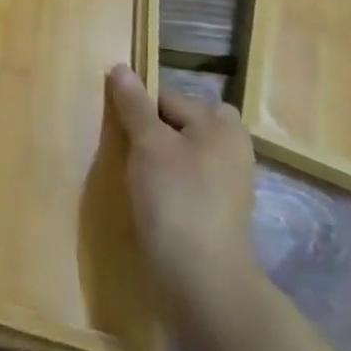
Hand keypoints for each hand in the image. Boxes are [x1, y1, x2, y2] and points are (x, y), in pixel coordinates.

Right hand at [108, 65, 263, 323]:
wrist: (203, 282)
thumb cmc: (176, 199)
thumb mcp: (148, 143)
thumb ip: (134, 105)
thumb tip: (121, 67)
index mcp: (221, 124)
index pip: (167, 97)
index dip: (139, 110)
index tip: (119, 131)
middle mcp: (232, 148)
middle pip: (178, 124)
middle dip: (152, 132)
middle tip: (128, 152)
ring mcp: (228, 183)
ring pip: (181, 154)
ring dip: (157, 161)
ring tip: (135, 178)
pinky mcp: (219, 213)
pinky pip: (187, 182)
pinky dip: (168, 186)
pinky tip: (151, 202)